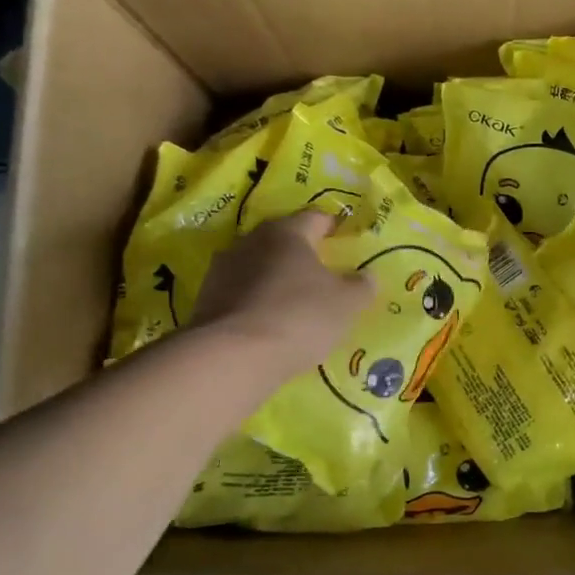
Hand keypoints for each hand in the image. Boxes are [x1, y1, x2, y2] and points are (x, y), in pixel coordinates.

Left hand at [190, 211, 372, 377]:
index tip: (344, 242)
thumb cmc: (299, 316)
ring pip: (258, 266)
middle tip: (322, 275)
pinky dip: (256, 302)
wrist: (232, 356)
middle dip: (302, 255)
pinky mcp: (206, 299)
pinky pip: (240, 293)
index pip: (315, 218)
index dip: (333, 228)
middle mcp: (251, 241)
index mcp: (287, 232)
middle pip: (283, 240)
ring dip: (275, 279)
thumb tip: (368, 276)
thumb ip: (361, 286)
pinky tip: (268, 323)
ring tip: (293, 303)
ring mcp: (223, 269)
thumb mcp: (346, 304)